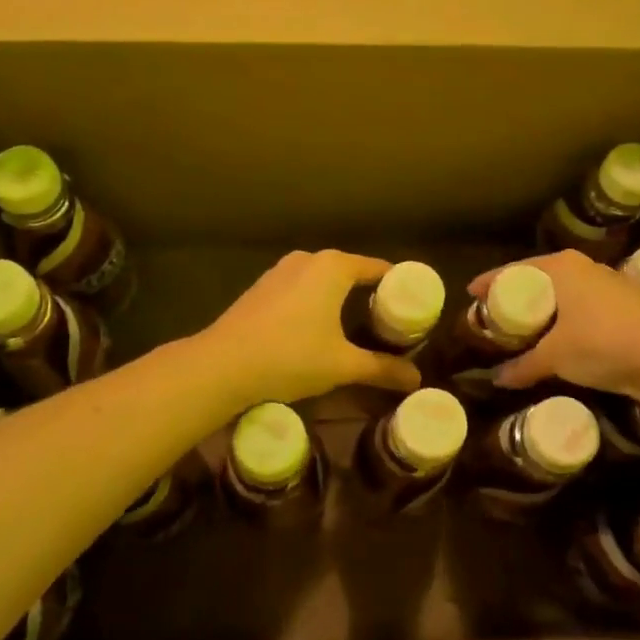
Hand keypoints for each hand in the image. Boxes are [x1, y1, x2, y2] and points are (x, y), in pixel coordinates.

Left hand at [200, 250, 423, 406]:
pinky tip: (316, 329)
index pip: (379, 269)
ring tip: (356, 327)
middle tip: (388, 323)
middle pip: (351, 272)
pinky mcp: (262, 287)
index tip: (413, 309)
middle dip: (370, 295)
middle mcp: (309, 259)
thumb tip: (416, 379)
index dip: (399, 288)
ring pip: (323, 280)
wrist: (223, 365)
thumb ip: (382, 368)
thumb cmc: (291, 356)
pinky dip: (315, 303)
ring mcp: (281, 271)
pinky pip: (300, 289)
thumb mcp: (342, 366)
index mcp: (334, 267)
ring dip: (340, 299)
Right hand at [471, 250, 639, 398]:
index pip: (515, 270)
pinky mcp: (627, 305)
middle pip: (540, 278)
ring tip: (527, 328)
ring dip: (546, 309)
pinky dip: (567, 319)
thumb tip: (497, 379)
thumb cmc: (601, 343)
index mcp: (561, 267)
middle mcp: (584, 267)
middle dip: (519, 295)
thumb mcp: (555, 357)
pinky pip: (583, 307)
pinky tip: (562, 339)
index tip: (471, 294)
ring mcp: (609, 284)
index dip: (491, 282)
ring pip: (565, 293)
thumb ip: (523, 366)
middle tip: (497, 314)